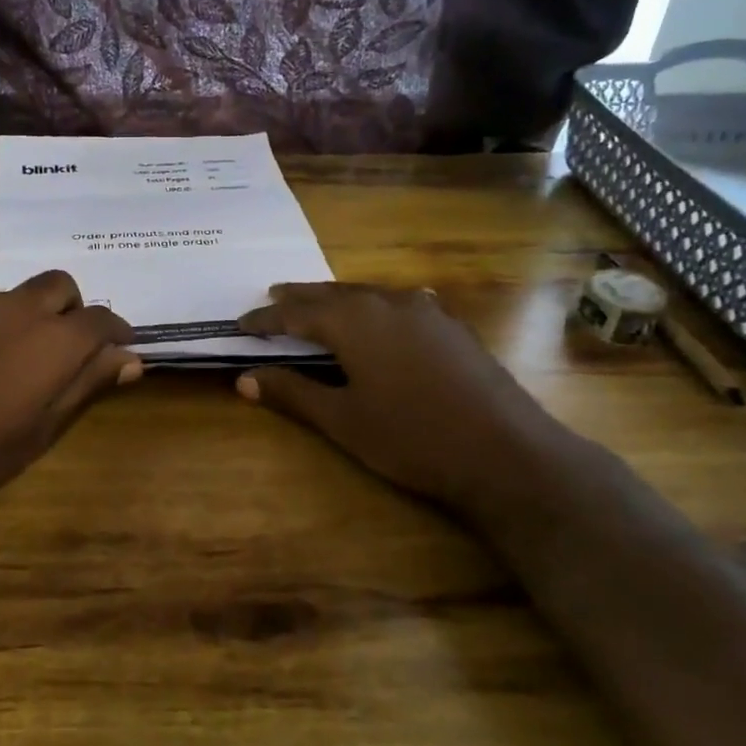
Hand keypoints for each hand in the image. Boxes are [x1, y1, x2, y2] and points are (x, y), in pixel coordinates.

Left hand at [0, 272, 138, 545]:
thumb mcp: (41, 429)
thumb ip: (87, 386)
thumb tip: (130, 359)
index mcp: (54, 339)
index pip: (101, 319)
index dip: (117, 333)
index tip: (122, 351)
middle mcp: (18, 310)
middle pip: (61, 286)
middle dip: (76, 310)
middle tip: (72, 353)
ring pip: (22, 295)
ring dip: (38, 316)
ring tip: (26, 364)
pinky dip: (3, 325)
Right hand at [235, 283, 572, 514]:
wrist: (505, 452)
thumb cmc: (411, 438)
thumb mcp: (343, 420)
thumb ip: (293, 393)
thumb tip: (244, 380)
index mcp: (354, 321)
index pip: (296, 314)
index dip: (266, 319)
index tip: (240, 324)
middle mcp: (388, 303)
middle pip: (333, 293)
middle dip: (300, 296)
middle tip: (273, 295)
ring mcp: (426, 311)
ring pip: (369, 293)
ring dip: (338, 297)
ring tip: (319, 302)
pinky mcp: (452, 327)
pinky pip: (401, 303)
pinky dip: (376, 305)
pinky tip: (383, 313)